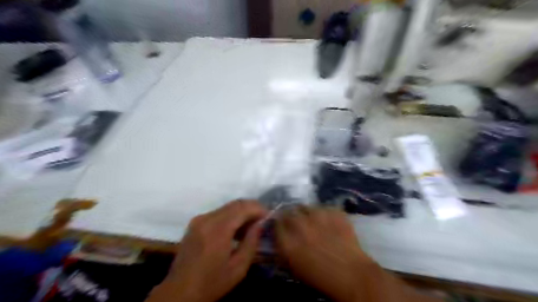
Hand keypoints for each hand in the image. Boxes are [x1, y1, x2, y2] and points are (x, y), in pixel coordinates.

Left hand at [146, 200, 266, 301]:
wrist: (179, 292)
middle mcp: (207, 219)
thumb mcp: (238, 268)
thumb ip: (251, 242)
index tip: (270, 215)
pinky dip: (231, 216)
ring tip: (252, 225)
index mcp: (217, 229)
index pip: (243, 208)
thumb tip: (260, 223)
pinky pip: (218, 213)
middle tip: (263, 219)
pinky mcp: (195, 223)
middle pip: (235, 204)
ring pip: (227, 207)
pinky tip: (237, 230)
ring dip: (242, 212)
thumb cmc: (211, 283)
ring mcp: (199, 219)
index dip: (259, 208)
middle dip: (252, 208)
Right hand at [274, 207, 371, 301]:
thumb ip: (282, 249)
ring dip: (305, 213)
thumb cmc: (320, 277)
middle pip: (288, 212)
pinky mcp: (333, 211)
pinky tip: (327, 222)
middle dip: (290, 216)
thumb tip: (277, 237)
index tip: (281, 227)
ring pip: (305, 206)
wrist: (352, 274)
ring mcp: (317, 215)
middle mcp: (300, 225)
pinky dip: (323, 213)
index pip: (275, 223)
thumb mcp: (293, 267)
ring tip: (312, 220)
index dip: (278, 224)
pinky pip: (322, 207)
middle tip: (296, 223)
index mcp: (288, 241)